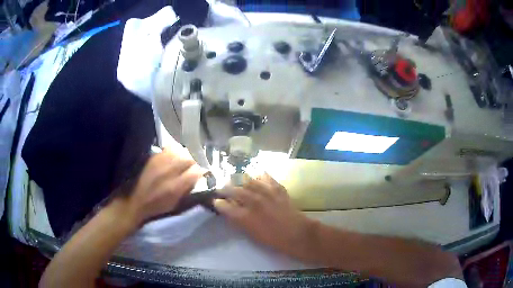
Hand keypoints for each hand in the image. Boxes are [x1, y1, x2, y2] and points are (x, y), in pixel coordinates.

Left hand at [122, 145, 202, 226]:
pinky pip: (169, 148)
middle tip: (192, 167)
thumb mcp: (176, 203)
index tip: (201, 174)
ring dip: (184, 156)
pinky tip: (173, 156)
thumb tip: (198, 177)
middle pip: (189, 158)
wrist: (135, 200)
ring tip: (183, 161)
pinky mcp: (154, 156)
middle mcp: (169, 171)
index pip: (196, 172)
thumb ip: (187, 189)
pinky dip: (174, 151)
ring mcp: (161, 161)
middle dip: (194, 162)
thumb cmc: (157, 205)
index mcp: (176, 186)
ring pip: (180, 151)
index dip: (201, 172)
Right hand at [214, 174, 317, 257]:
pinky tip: (258, 176)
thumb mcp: (251, 234)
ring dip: (241, 181)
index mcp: (245, 216)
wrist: (297, 233)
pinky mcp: (277, 188)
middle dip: (225, 189)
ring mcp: (266, 193)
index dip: (218, 203)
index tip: (216, 201)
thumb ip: (239, 221)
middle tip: (223, 189)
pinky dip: (261, 177)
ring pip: (248, 181)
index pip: (224, 205)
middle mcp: (253, 202)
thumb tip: (230, 212)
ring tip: (238, 182)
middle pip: (234, 190)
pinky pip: (266, 178)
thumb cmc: (273, 239)